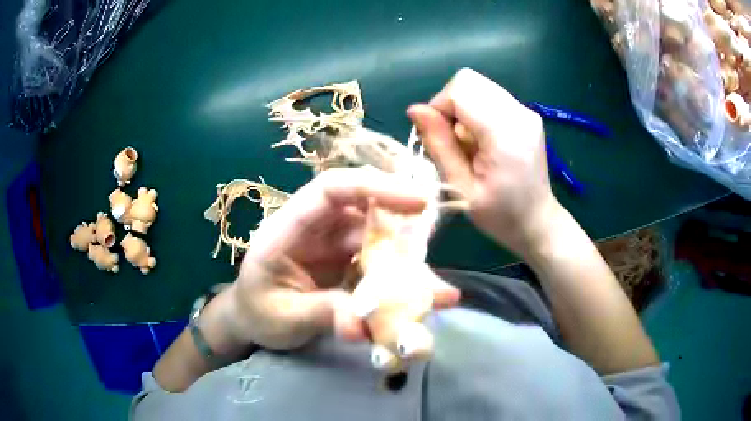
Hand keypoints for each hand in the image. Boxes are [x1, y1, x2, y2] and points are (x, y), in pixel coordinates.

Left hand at [219, 168, 460, 350]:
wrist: (254, 322)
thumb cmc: (258, 312)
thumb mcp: (282, 316)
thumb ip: (320, 313)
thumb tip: (361, 325)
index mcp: (290, 228)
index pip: (332, 189)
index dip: (375, 186)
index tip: (418, 201)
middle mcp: (319, 230)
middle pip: (368, 217)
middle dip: (406, 236)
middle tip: (434, 265)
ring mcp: (338, 249)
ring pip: (382, 246)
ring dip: (411, 270)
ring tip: (441, 297)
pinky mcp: (351, 268)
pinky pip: (383, 270)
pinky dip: (404, 287)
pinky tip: (426, 304)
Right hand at [408, 68, 560, 256]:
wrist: (538, 222)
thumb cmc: (500, 215)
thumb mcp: (461, 188)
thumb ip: (439, 145)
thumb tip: (415, 110)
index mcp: (505, 134)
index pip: (460, 90)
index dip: (439, 108)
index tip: (439, 139)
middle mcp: (519, 113)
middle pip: (469, 81)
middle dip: (450, 105)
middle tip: (453, 140)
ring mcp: (526, 111)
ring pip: (479, 86)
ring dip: (464, 109)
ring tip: (469, 143)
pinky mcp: (527, 114)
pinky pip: (491, 96)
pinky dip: (477, 111)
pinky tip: (483, 140)